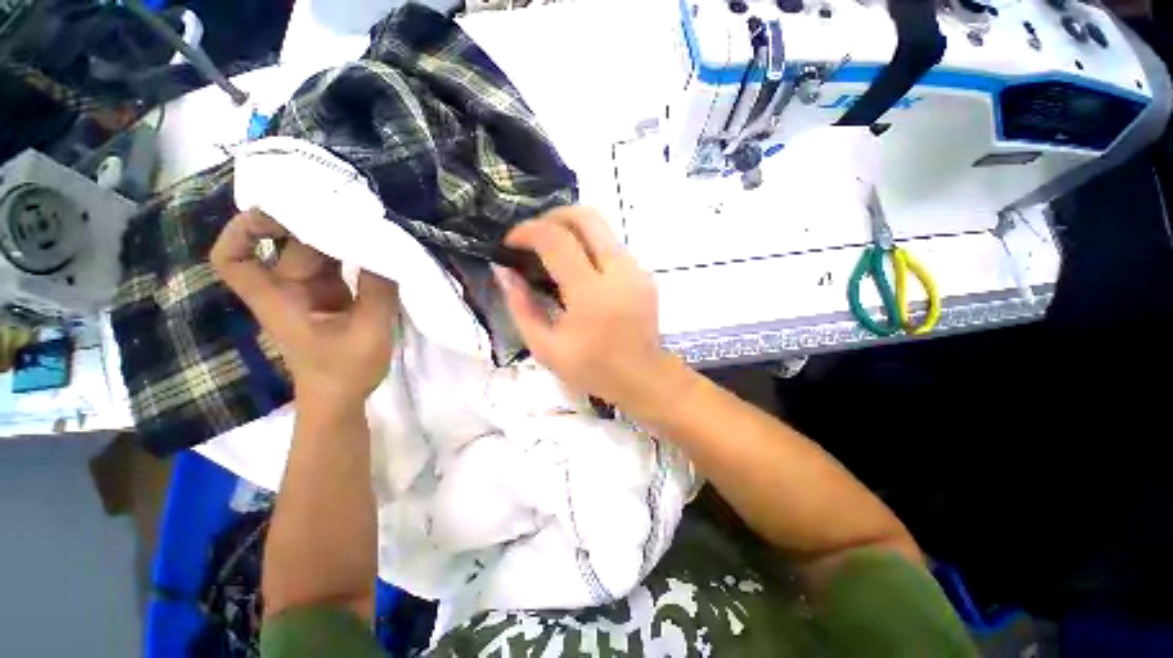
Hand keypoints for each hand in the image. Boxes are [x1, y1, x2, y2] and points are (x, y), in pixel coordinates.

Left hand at [211, 209, 399, 407]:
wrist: (342, 398)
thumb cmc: (346, 371)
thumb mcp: (369, 332)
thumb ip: (377, 291)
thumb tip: (388, 248)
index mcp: (280, 300)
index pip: (234, 260)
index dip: (241, 231)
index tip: (276, 212)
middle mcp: (287, 289)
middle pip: (288, 245)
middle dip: (315, 223)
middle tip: (353, 208)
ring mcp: (310, 291)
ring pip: (314, 251)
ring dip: (338, 235)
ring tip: (370, 221)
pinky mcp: (331, 295)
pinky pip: (336, 264)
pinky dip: (352, 251)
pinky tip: (374, 243)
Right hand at [499, 207, 681, 407]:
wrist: (642, 377)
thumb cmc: (592, 368)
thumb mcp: (545, 347)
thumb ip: (521, 307)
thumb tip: (504, 271)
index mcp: (591, 294)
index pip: (556, 240)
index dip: (527, 231)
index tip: (511, 242)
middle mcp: (619, 272)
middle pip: (587, 216)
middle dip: (553, 216)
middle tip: (535, 237)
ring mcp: (636, 270)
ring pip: (602, 228)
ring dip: (573, 231)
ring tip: (554, 254)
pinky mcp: (645, 274)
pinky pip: (613, 246)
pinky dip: (590, 247)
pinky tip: (580, 271)